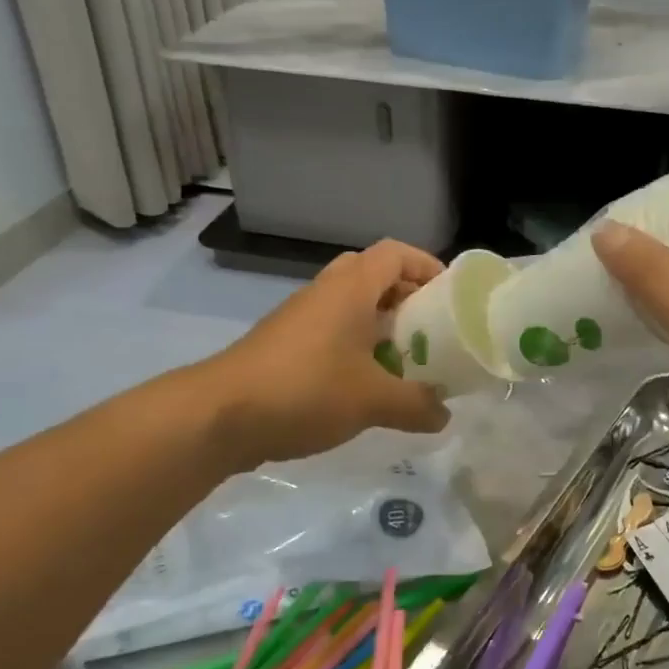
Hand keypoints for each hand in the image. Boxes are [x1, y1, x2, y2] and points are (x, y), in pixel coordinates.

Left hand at [205, 240, 451, 464]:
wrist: (219, 415)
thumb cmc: (306, 390)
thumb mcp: (373, 401)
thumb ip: (417, 404)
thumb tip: (444, 414)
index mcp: (350, 288)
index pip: (395, 253)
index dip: (426, 265)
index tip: (449, 295)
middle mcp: (325, 292)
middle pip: (372, 274)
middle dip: (404, 295)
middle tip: (427, 327)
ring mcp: (300, 317)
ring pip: (349, 305)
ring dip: (379, 324)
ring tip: (403, 360)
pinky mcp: (283, 345)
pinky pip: (330, 331)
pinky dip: (354, 346)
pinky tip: (364, 384)